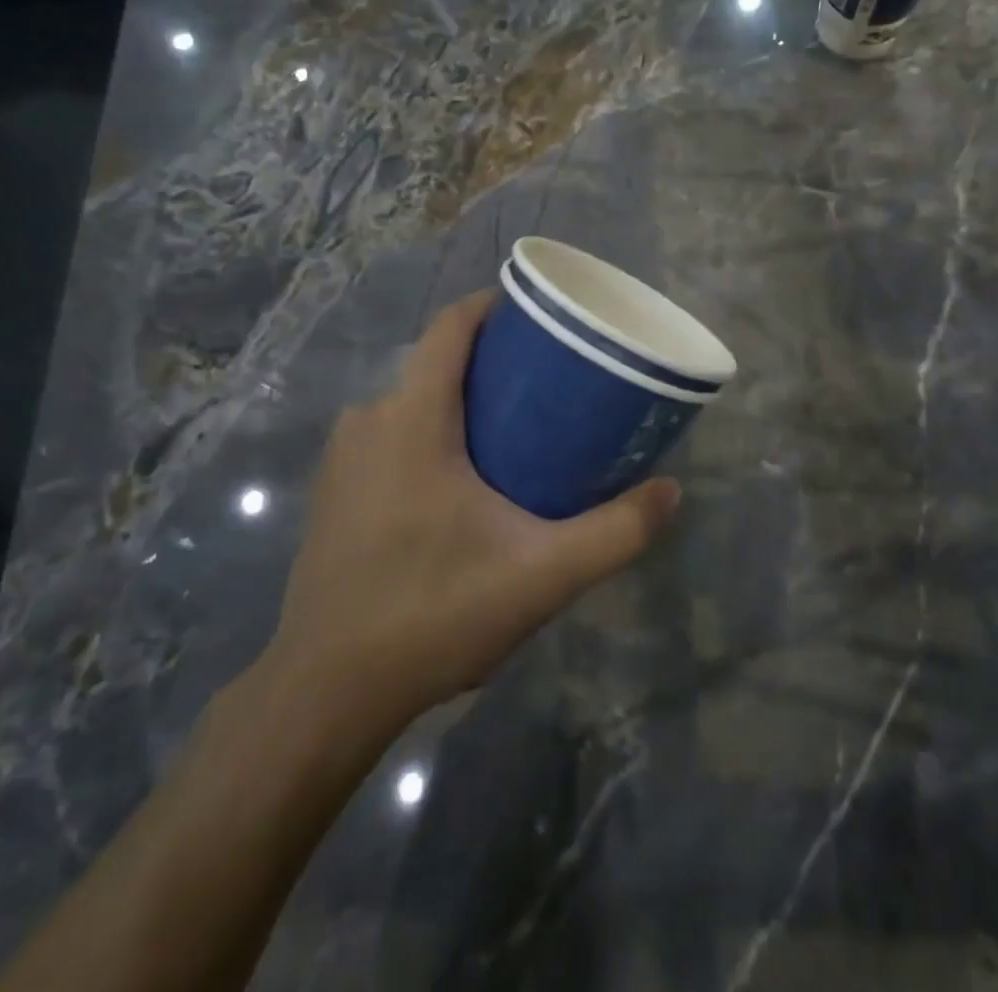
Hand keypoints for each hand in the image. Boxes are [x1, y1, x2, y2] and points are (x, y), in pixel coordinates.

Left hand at [260, 291, 681, 738]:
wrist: (325, 692)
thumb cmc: (432, 615)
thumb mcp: (541, 576)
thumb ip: (615, 533)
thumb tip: (671, 492)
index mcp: (412, 418)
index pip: (450, 327)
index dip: (493, 306)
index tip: (539, 314)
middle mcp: (369, 421)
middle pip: (435, 363)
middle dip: (491, 363)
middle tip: (550, 385)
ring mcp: (343, 459)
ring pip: (412, 402)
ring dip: (460, 403)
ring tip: (516, 433)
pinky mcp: (334, 493)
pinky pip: (389, 437)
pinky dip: (429, 435)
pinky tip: (463, 484)